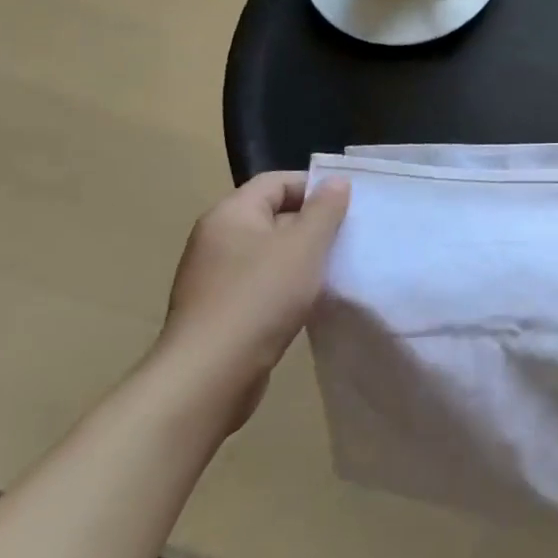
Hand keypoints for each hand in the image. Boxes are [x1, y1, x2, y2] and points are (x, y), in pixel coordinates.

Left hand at [152, 172, 350, 431]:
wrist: (208, 376)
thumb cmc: (260, 297)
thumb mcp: (305, 245)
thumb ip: (325, 209)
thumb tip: (335, 182)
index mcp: (230, 214)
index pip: (277, 181)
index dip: (314, 187)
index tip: (348, 206)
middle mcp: (215, 239)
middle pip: (272, 215)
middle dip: (311, 224)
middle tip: (347, 237)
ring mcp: (212, 277)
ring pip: (268, 252)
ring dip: (300, 258)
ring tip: (333, 270)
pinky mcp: (217, 311)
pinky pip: (259, 283)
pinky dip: (285, 286)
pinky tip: (307, 302)